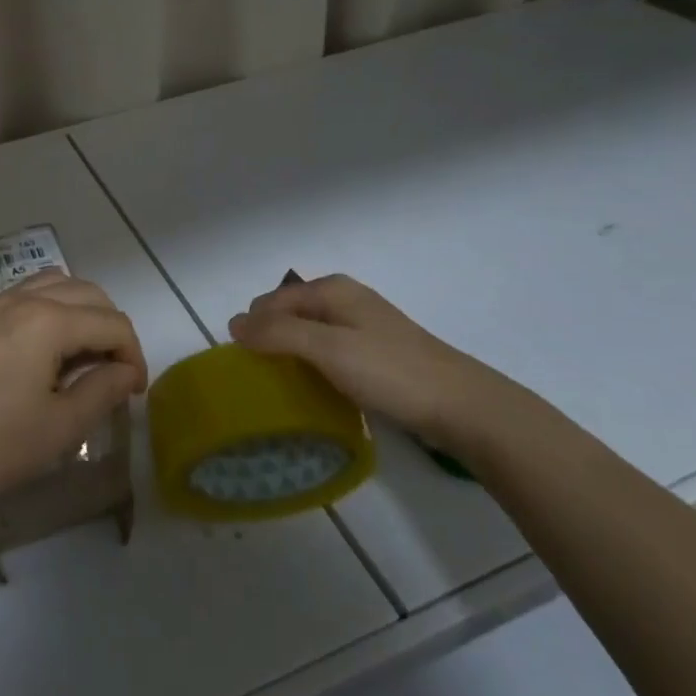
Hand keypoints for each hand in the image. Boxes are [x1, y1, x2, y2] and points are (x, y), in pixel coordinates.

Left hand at [0, 272, 146, 507]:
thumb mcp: (59, 427)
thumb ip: (102, 392)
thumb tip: (127, 372)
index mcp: (50, 322)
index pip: (113, 323)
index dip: (134, 355)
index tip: (135, 392)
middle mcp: (25, 299)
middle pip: (89, 293)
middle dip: (113, 328)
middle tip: (116, 372)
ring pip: (58, 284)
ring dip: (83, 310)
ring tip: (86, 352)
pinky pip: (29, 293)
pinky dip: (53, 307)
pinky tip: (48, 346)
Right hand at [228, 274, 507, 449]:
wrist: (463, 406)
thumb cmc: (391, 372)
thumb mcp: (328, 348)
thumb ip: (278, 333)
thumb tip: (232, 323)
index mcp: (331, 289)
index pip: (270, 301)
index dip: (252, 329)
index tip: (244, 367)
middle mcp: (344, 298)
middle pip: (288, 314)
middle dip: (270, 340)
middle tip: (263, 379)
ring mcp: (362, 325)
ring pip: (307, 333)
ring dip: (291, 355)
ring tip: (284, 387)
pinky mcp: (375, 352)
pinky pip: (327, 351)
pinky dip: (314, 365)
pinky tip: (317, 389)